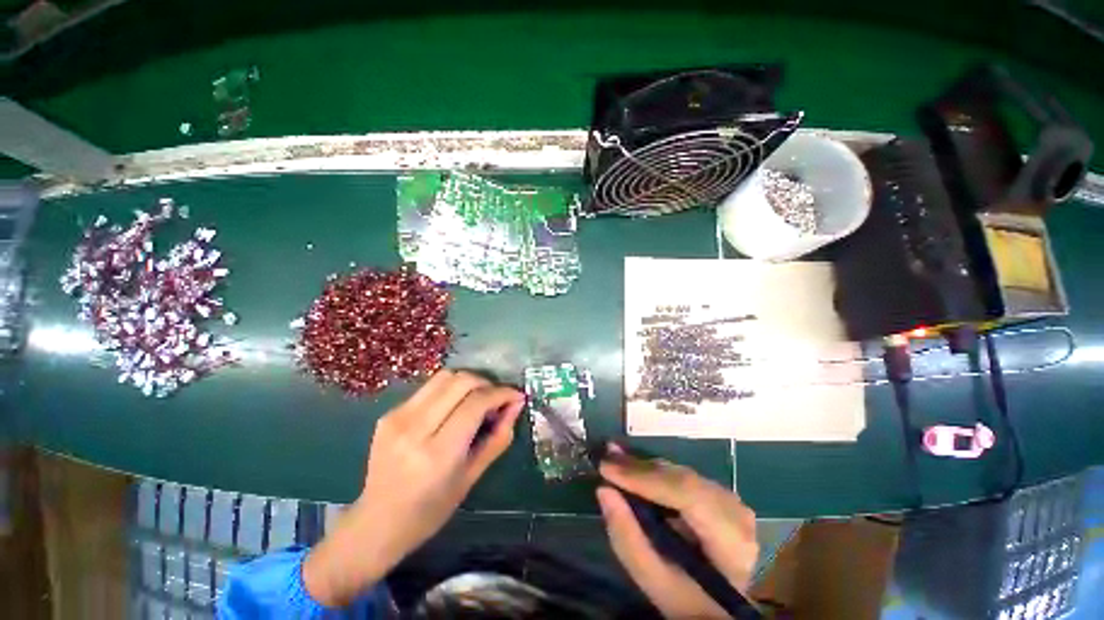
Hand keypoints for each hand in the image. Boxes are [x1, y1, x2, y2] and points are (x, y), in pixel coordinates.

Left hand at [304, 370, 524, 606]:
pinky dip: (450, 390)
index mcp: (437, 453)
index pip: (476, 403)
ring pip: (444, 376)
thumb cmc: (430, 511)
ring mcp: (397, 417)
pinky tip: (454, 407)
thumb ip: (498, 437)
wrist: (376, 523)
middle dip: (487, 383)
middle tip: (497, 398)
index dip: (502, 393)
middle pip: (461, 381)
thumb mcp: (472, 477)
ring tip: (478, 399)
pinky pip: (429, 387)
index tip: (516, 396)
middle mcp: (415, 428)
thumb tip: (516, 405)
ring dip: (469, 382)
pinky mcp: (389, 413)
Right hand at [596, 447, 758, 618]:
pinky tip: (633, 466)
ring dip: (644, 467)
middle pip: (683, 479)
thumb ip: (627, 538)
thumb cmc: (688, 599)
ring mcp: (729, 499)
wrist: (721, 605)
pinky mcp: (717, 492)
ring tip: (615, 461)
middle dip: (640, 468)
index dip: (646, 478)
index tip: (608, 469)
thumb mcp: (654, 581)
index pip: (688, 495)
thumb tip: (604, 491)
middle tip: (606, 459)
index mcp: (730, 542)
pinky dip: (654, 471)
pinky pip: (681, 475)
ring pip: (680, 472)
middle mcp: (735, 512)